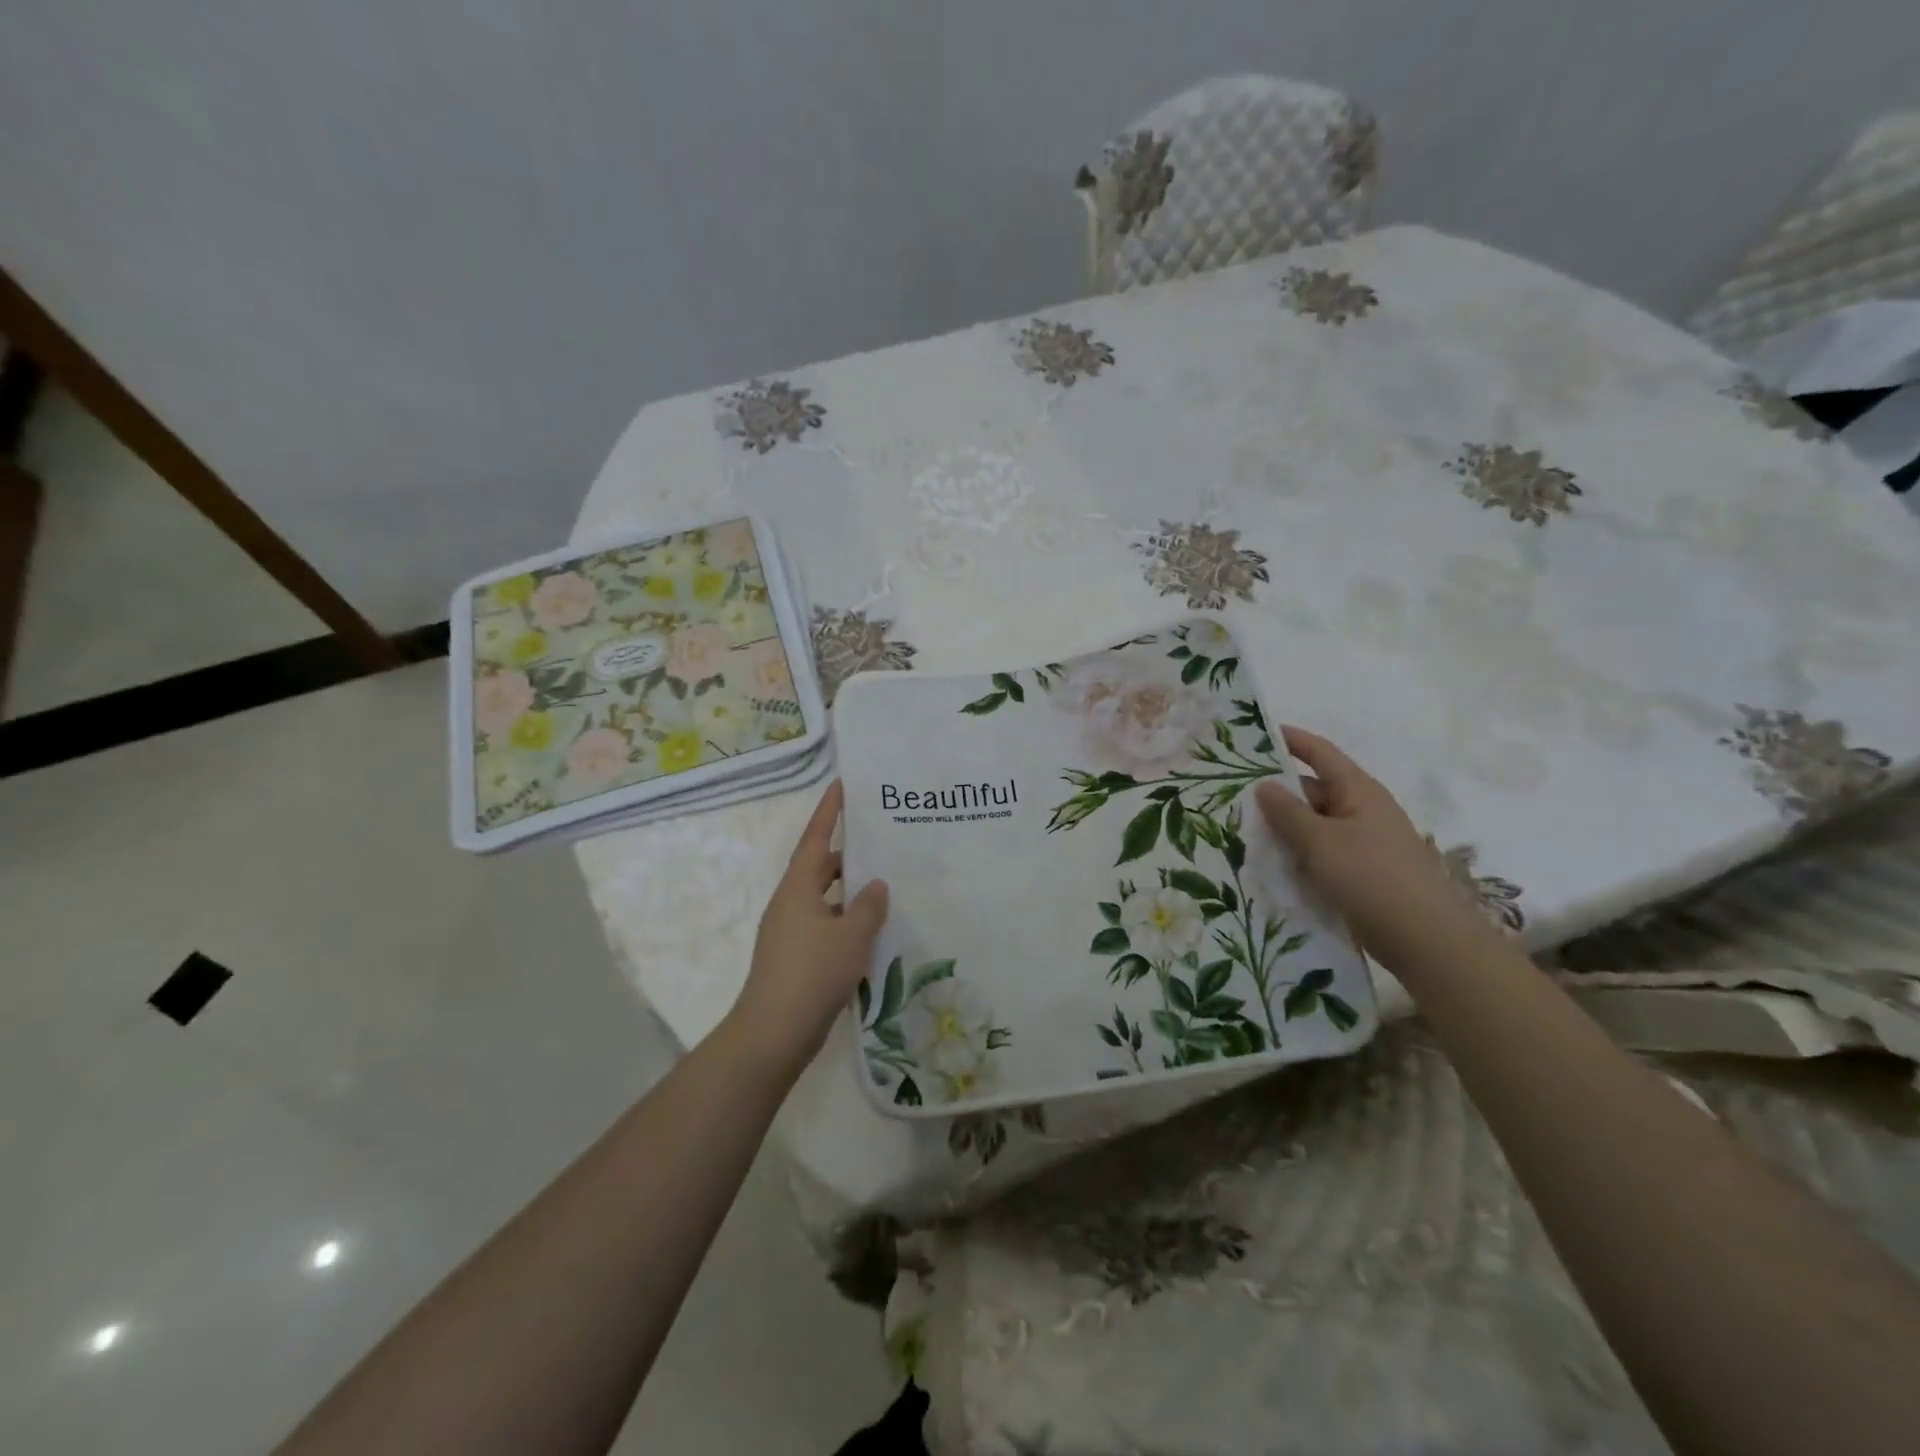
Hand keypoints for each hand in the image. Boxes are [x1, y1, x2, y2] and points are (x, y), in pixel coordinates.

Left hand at [725, 781, 888, 1078]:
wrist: (773, 1033)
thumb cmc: (813, 973)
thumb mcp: (852, 936)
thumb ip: (868, 906)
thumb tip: (876, 885)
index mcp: (798, 888)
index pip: (815, 838)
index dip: (829, 811)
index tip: (841, 785)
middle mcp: (790, 903)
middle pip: (819, 868)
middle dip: (846, 854)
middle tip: (879, 841)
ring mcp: (789, 932)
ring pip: (824, 900)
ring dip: (849, 892)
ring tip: (883, 886)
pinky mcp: (794, 958)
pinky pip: (824, 926)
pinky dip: (845, 921)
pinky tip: (870, 932)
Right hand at [1254, 726, 1494, 969]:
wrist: (1426, 939)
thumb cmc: (1371, 877)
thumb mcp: (1320, 841)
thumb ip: (1288, 812)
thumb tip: (1264, 784)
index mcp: (1358, 791)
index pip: (1320, 753)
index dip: (1291, 740)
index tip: (1256, 735)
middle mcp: (1363, 810)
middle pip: (1314, 790)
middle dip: (1278, 792)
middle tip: (1234, 796)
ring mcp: (1365, 842)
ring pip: (1316, 824)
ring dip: (1286, 827)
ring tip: (1244, 831)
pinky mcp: (1363, 872)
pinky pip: (1323, 853)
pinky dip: (1299, 854)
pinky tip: (1272, 866)